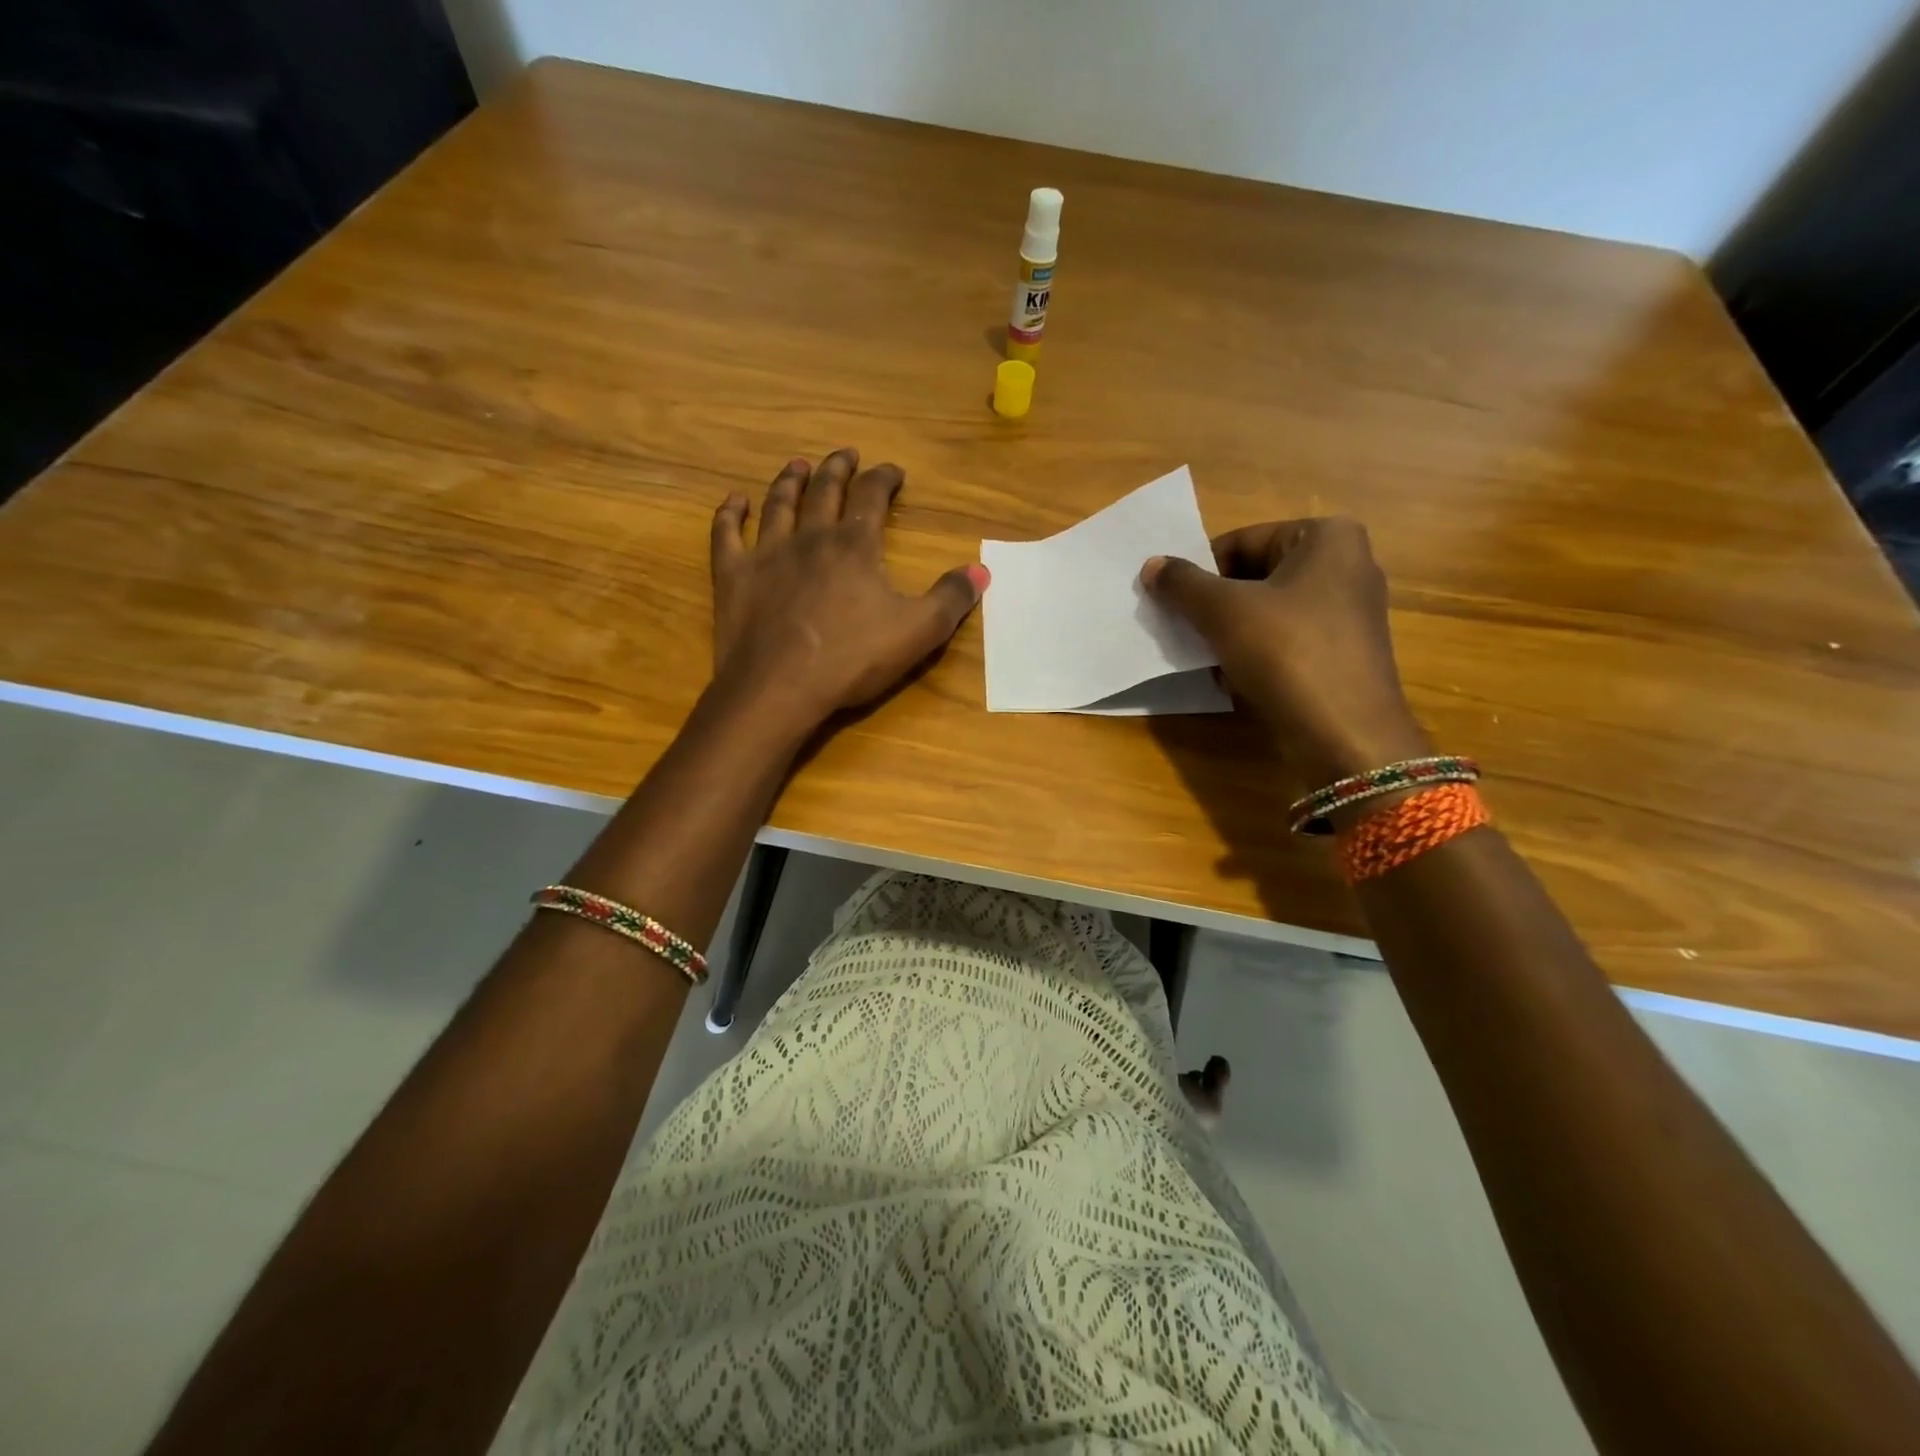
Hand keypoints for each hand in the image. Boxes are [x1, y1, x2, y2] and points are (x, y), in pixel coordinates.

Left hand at [709, 449, 986, 732]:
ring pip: (778, 504)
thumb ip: (951, 599)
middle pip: (824, 490)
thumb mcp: (918, 632)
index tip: (893, 472)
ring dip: (789, 481)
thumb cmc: (853, 659)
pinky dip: (730, 514)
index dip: (884, 478)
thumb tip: (981, 571)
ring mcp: (767, 554)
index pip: (872, 496)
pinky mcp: (734, 577)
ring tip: (796, 465)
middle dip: (837, 469)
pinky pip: (727, 534)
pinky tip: (734, 501)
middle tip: (845, 455)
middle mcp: (810, 538)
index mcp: (855, 546)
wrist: (780, 688)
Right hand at [1141, 518, 1428, 786]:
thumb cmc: (1286, 652)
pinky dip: (1253, 654)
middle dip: (1213, 604)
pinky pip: (1284, 641)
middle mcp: (1346, 566)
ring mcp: (1347, 614)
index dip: (1200, 571)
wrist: (1343, 734)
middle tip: (1182, 628)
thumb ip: (1182, 583)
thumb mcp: (1223, 611)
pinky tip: (1230, 679)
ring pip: (1267, 611)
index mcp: (1327, 538)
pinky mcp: (1341, 654)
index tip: (1172, 601)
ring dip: (1228, 632)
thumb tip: (1151, 565)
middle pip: (1254, 575)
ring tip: (1202, 656)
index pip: (1242, 542)